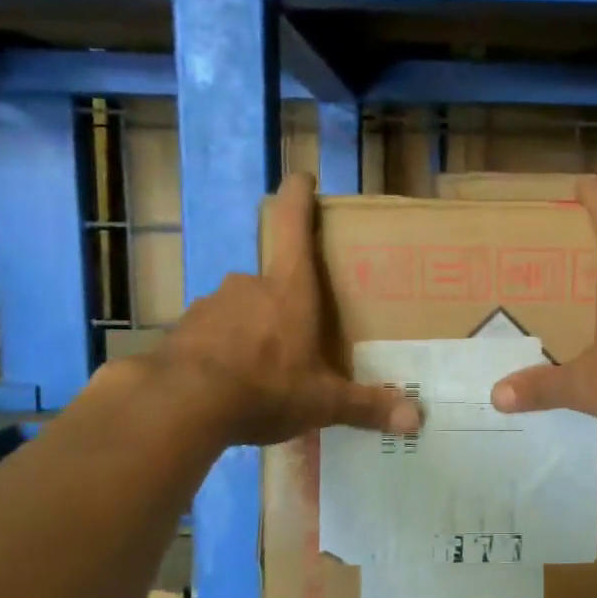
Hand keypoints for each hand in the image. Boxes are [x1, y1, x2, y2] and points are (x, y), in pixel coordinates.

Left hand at [130, 174, 419, 447]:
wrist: (179, 405)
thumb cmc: (265, 386)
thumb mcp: (322, 402)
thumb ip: (366, 407)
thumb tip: (416, 419)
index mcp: (289, 289)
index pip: (293, 224)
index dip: (298, 195)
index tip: (301, 178)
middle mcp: (248, 286)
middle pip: (270, 278)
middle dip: (284, 302)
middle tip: (297, 334)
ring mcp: (210, 306)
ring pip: (239, 309)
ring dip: (251, 330)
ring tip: (262, 370)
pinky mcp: (182, 331)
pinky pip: (211, 335)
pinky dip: (221, 351)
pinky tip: (227, 384)